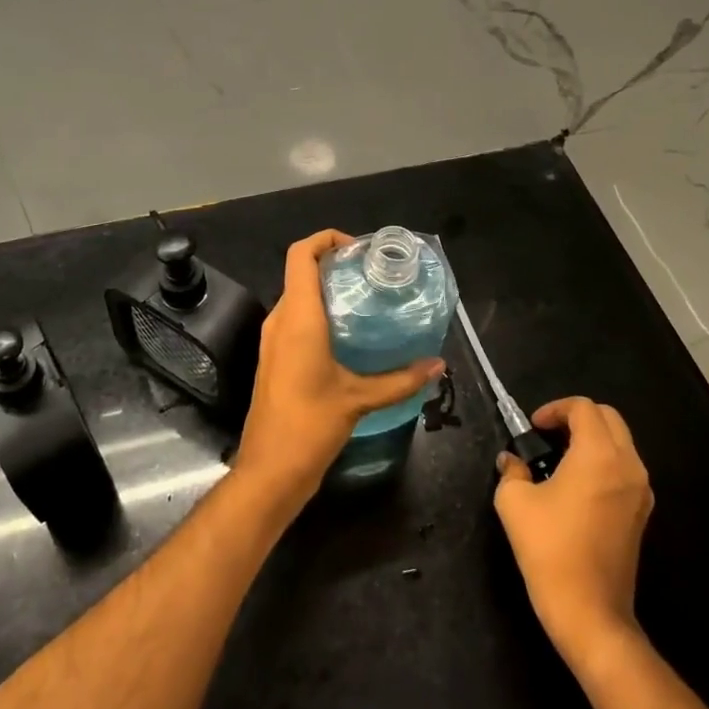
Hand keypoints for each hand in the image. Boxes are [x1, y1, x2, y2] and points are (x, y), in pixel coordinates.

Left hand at [231, 230, 443, 514]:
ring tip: (366, 299)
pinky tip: (349, 333)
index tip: (358, 249)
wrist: (270, 469)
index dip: (326, 239)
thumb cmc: (310, 426)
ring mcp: (273, 339)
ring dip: (327, 289)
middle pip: (300, 271)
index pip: (301, 255)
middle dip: (334, 264)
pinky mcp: (274, 357)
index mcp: (298, 317)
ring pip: (297, 295)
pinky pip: (295, 318)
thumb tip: (438, 365)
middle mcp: (280, 319)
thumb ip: (401, 380)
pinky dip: (319, 312)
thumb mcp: (359, 399)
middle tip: (372, 274)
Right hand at [494, 397, 652, 665]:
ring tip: (559, 458)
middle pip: (609, 418)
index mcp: (599, 455)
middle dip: (577, 417)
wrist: (590, 611)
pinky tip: (576, 485)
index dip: (555, 409)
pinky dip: (603, 462)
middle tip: (547, 434)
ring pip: (621, 443)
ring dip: (592, 439)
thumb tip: (511, 461)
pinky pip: (625, 469)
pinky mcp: (642, 514)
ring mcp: (640, 491)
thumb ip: (511, 470)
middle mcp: (628, 465)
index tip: (532, 428)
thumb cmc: (549, 549)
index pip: (583, 408)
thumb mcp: (515, 502)